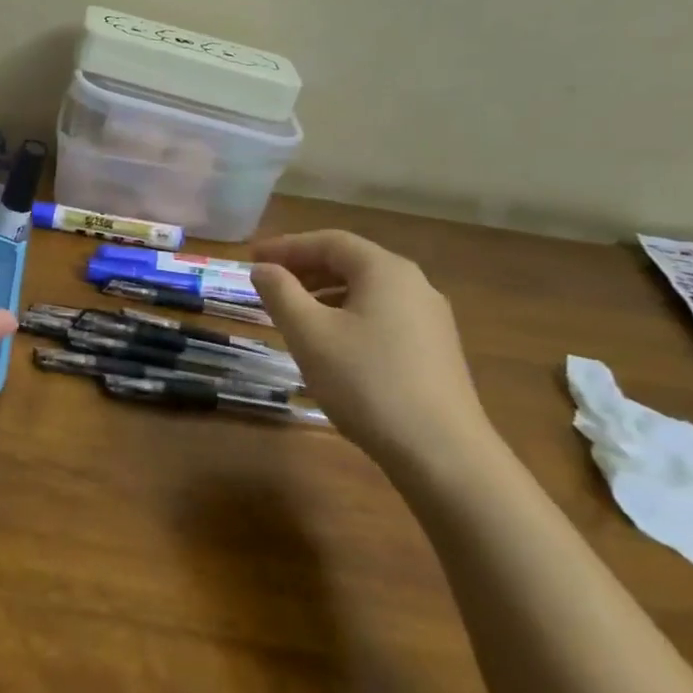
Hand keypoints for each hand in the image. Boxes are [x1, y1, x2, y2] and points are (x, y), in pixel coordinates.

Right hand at [251, 230, 497, 473]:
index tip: (251, 258)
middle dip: (305, 269)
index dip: (286, 246)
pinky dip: (347, 315)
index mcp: (386, 270)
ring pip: (367, 291)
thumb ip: (280, 293)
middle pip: (351, 263)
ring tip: (292, 314)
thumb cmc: (366, 382)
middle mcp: (414, 284)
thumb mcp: (310, 334)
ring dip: (324, 294)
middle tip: (267, 283)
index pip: (329, 241)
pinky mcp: (434, 350)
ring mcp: (430, 318)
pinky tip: (330, 344)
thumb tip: (263, 269)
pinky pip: (382, 316)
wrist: (440, 451)